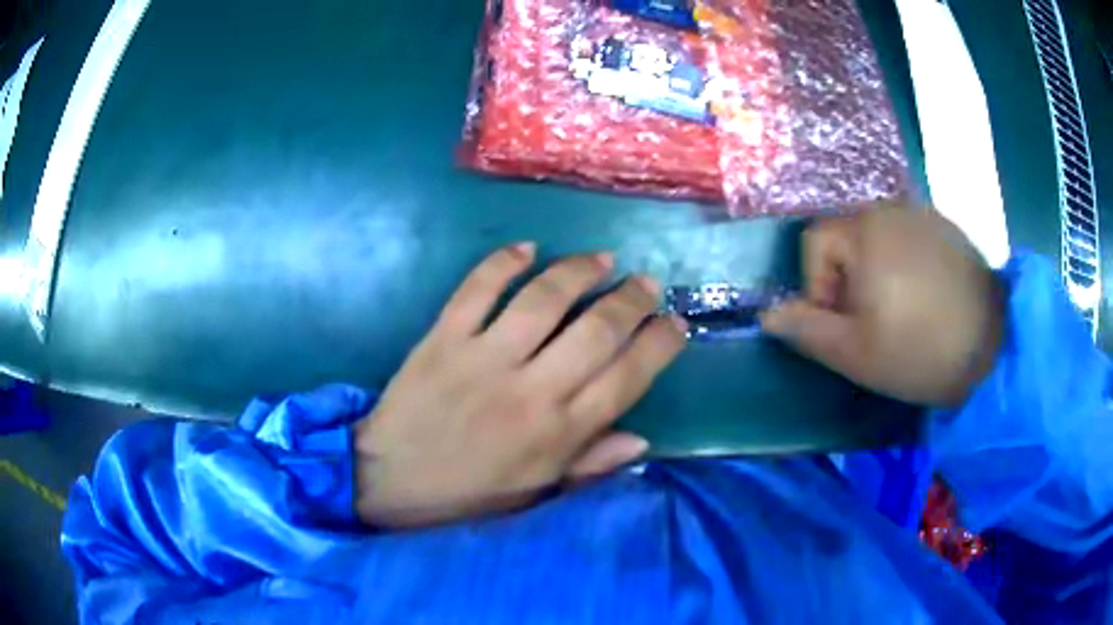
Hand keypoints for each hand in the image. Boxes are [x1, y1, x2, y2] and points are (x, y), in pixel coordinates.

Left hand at [354, 243, 686, 527]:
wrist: (390, 479)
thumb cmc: (468, 492)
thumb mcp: (536, 493)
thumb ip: (590, 465)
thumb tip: (642, 439)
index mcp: (558, 433)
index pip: (627, 377)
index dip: (659, 344)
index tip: (675, 323)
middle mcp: (530, 390)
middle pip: (597, 330)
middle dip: (633, 299)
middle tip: (647, 282)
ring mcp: (484, 358)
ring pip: (545, 299)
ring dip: (580, 271)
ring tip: (601, 259)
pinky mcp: (444, 337)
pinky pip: (478, 288)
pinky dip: (504, 261)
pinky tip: (528, 248)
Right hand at [761, 207, 1002, 407]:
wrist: (993, 348)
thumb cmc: (919, 351)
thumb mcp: (854, 352)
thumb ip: (806, 329)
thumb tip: (767, 314)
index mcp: (864, 230)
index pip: (814, 243)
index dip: (817, 287)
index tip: (843, 325)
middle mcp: (891, 207)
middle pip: (847, 239)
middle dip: (848, 281)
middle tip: (872, 324)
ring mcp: (924, 213)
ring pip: (879, 239)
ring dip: (877, 273)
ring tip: (901, 312)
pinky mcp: (948, 227)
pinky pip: (910, 238)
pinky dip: (906, 264)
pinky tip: (926, 297)